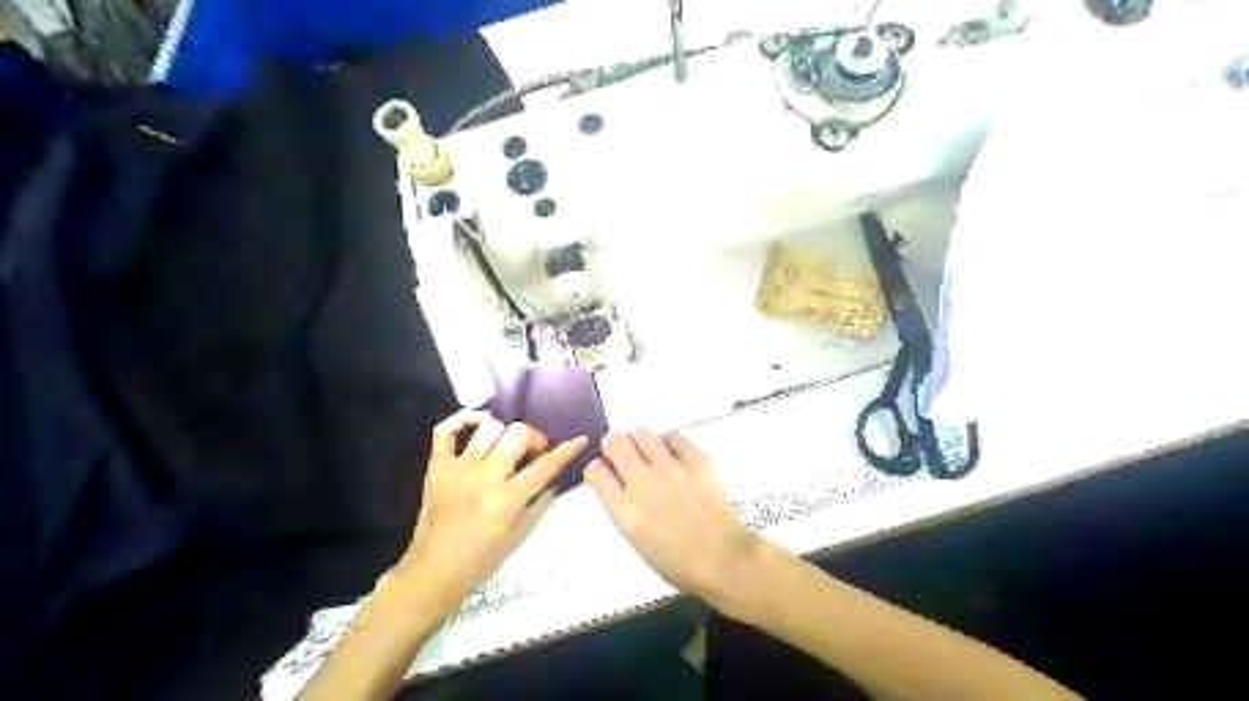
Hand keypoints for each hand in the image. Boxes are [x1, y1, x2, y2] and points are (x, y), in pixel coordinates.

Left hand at [397, 410, 588, 607]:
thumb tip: (554, 476)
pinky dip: (462, 419)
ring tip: (506, 444)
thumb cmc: (482, 559)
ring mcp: (458, 469)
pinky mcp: (437, 467)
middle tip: (534, 450)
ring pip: (489, 427)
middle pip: (518, 433)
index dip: (567, 450)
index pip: (545, 466)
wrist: (434, 571)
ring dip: (505, 432)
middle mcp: (484, 478)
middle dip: (534, 437)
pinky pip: (445, 431)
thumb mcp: (520, 536)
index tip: (580, 439)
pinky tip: (478, 423)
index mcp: (507, 499)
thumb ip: (541, 502)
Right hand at [587, 426, 760, 602]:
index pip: (596, 471)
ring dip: (640, 441)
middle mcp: (644, 484)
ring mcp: (671, 469)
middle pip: (615, 443)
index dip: (598, 467)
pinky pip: (674, 436)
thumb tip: (617, 483)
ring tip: (648, 451)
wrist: (723, 559)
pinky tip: (672, 454)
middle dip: (614, 445)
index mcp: (625, 511)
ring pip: (643, 433)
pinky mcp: (697, 460)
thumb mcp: (636, 540)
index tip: (604, 469)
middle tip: (622, 451)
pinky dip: (669, 443)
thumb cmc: (678, 562)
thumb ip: (623, 508)